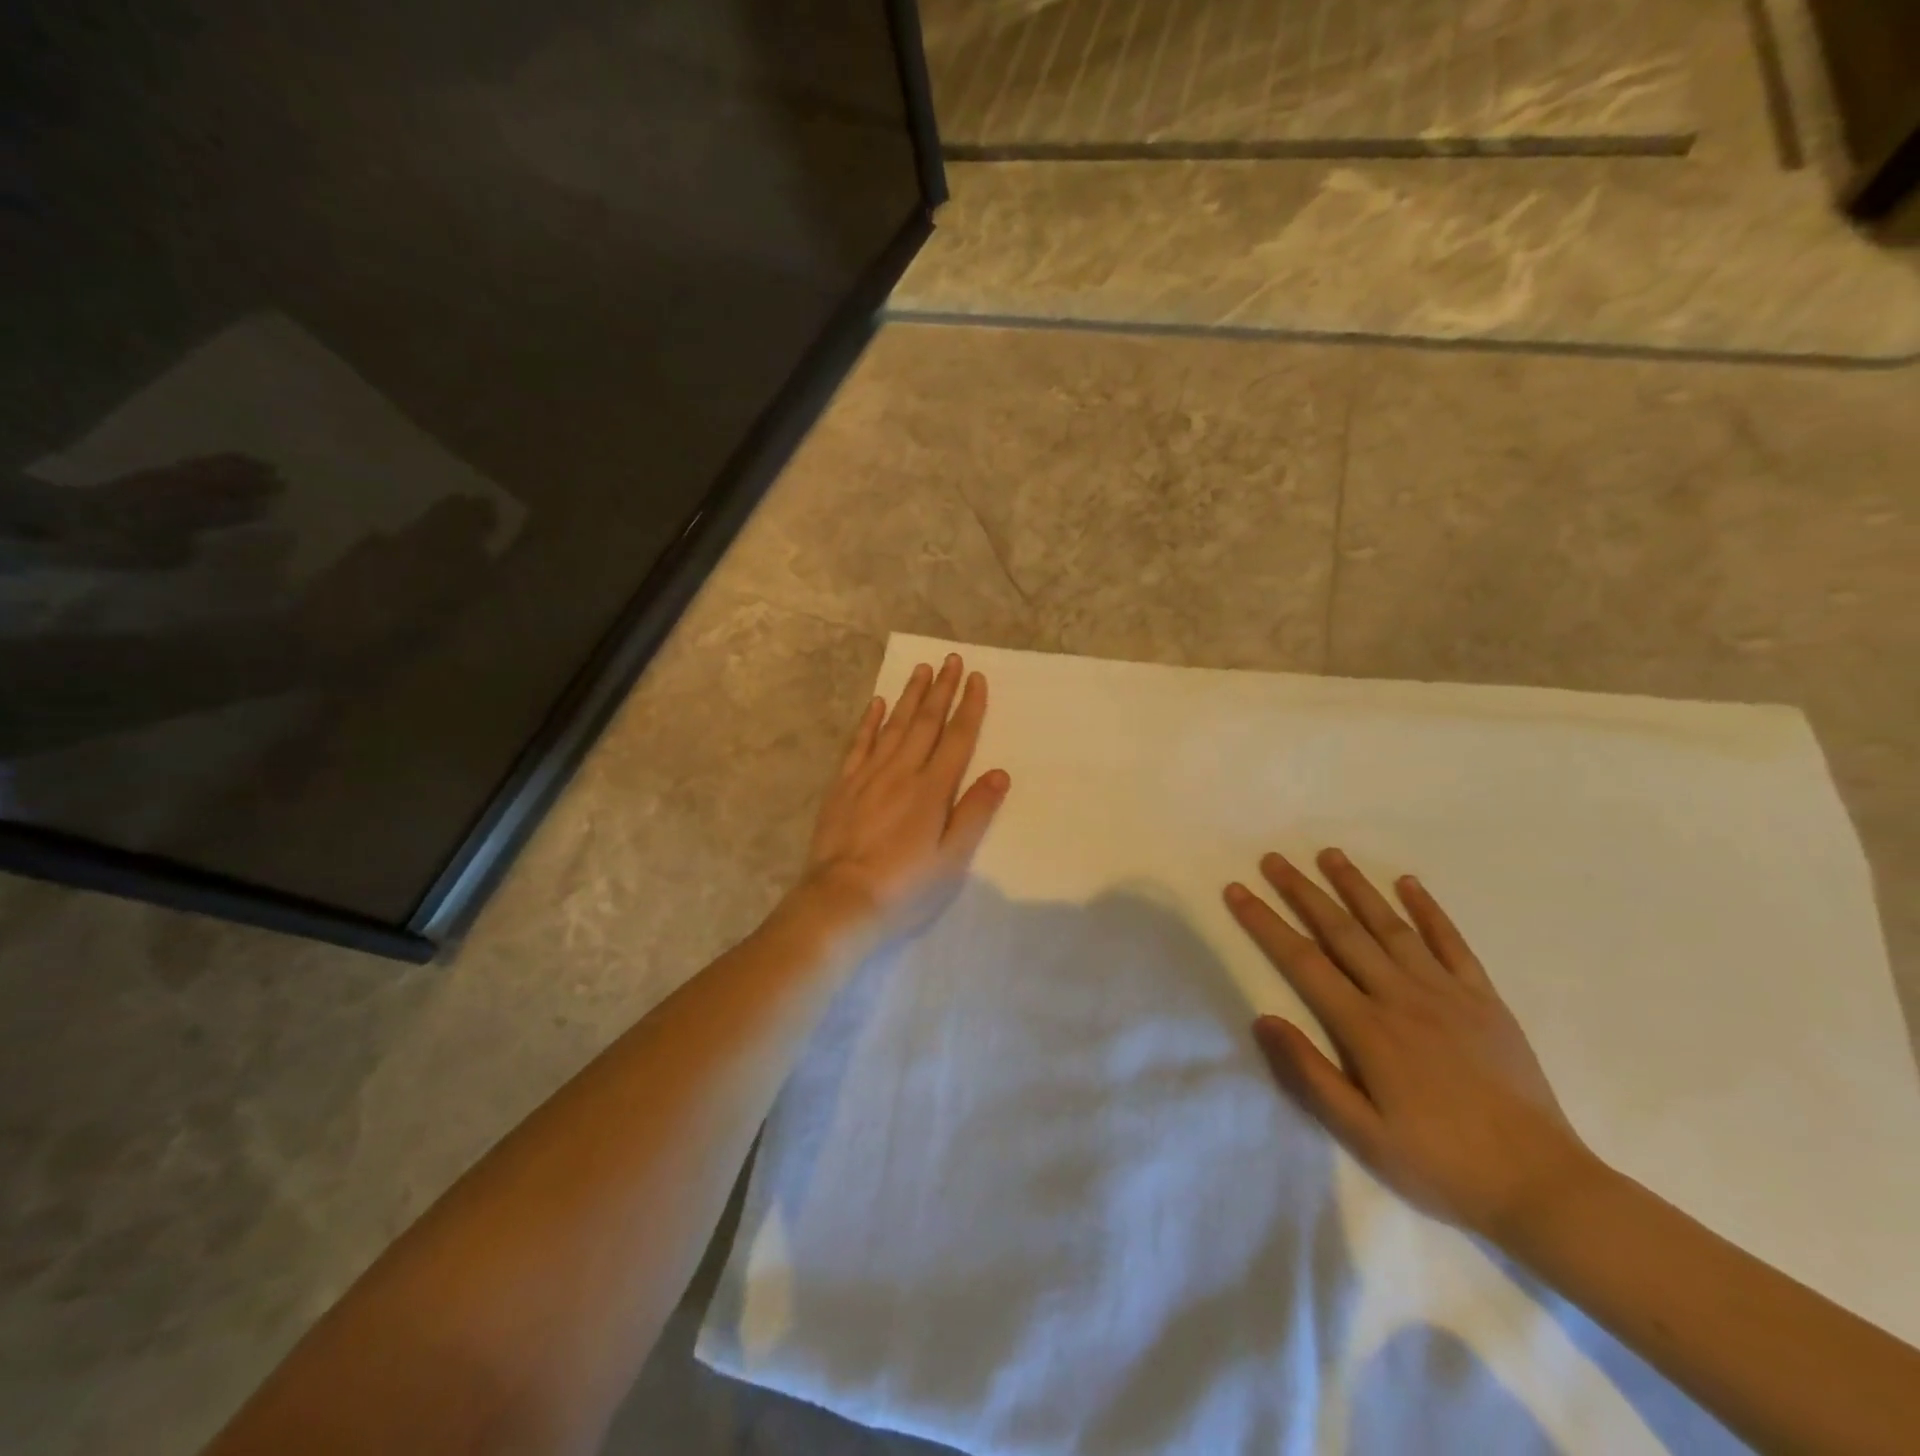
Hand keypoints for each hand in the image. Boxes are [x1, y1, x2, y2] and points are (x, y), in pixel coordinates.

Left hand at [795, 654, 1009, 928]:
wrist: (840, 902)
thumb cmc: (905, 888)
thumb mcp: (952, 859)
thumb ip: (975, 813)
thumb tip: (1000, 773)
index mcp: (932, 790)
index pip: (957, 738)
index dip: (969, 707)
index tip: (976, 677)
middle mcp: (902, 772)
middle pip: (926, 723)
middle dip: (941, 689)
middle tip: (950, 659)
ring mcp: (868, 776)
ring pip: (893, 725)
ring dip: (909, 696)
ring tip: (921, 669)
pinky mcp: (842, 786)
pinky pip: (859, 744)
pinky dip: (870, 722)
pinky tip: (878, 704)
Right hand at [1226, 849, 1599, 1242]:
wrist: (1541, 1185)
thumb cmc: (1440, 1164)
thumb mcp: (1362, 1134)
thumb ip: (1310, 1074)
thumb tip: (1264, 1019)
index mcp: (1366, 1028)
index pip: (1303, 961)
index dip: (1265, 922)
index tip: (1237, 890)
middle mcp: (1401, 997)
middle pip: (1341, 931)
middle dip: (1302, 891)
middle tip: (1274, 858)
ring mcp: (1446, 993)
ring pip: (1391, 926)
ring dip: (1356, 887)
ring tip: (1330, 854)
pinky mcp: (1484, 999)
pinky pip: (1452, 942)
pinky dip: (1429, 909)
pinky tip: (1408, 883)